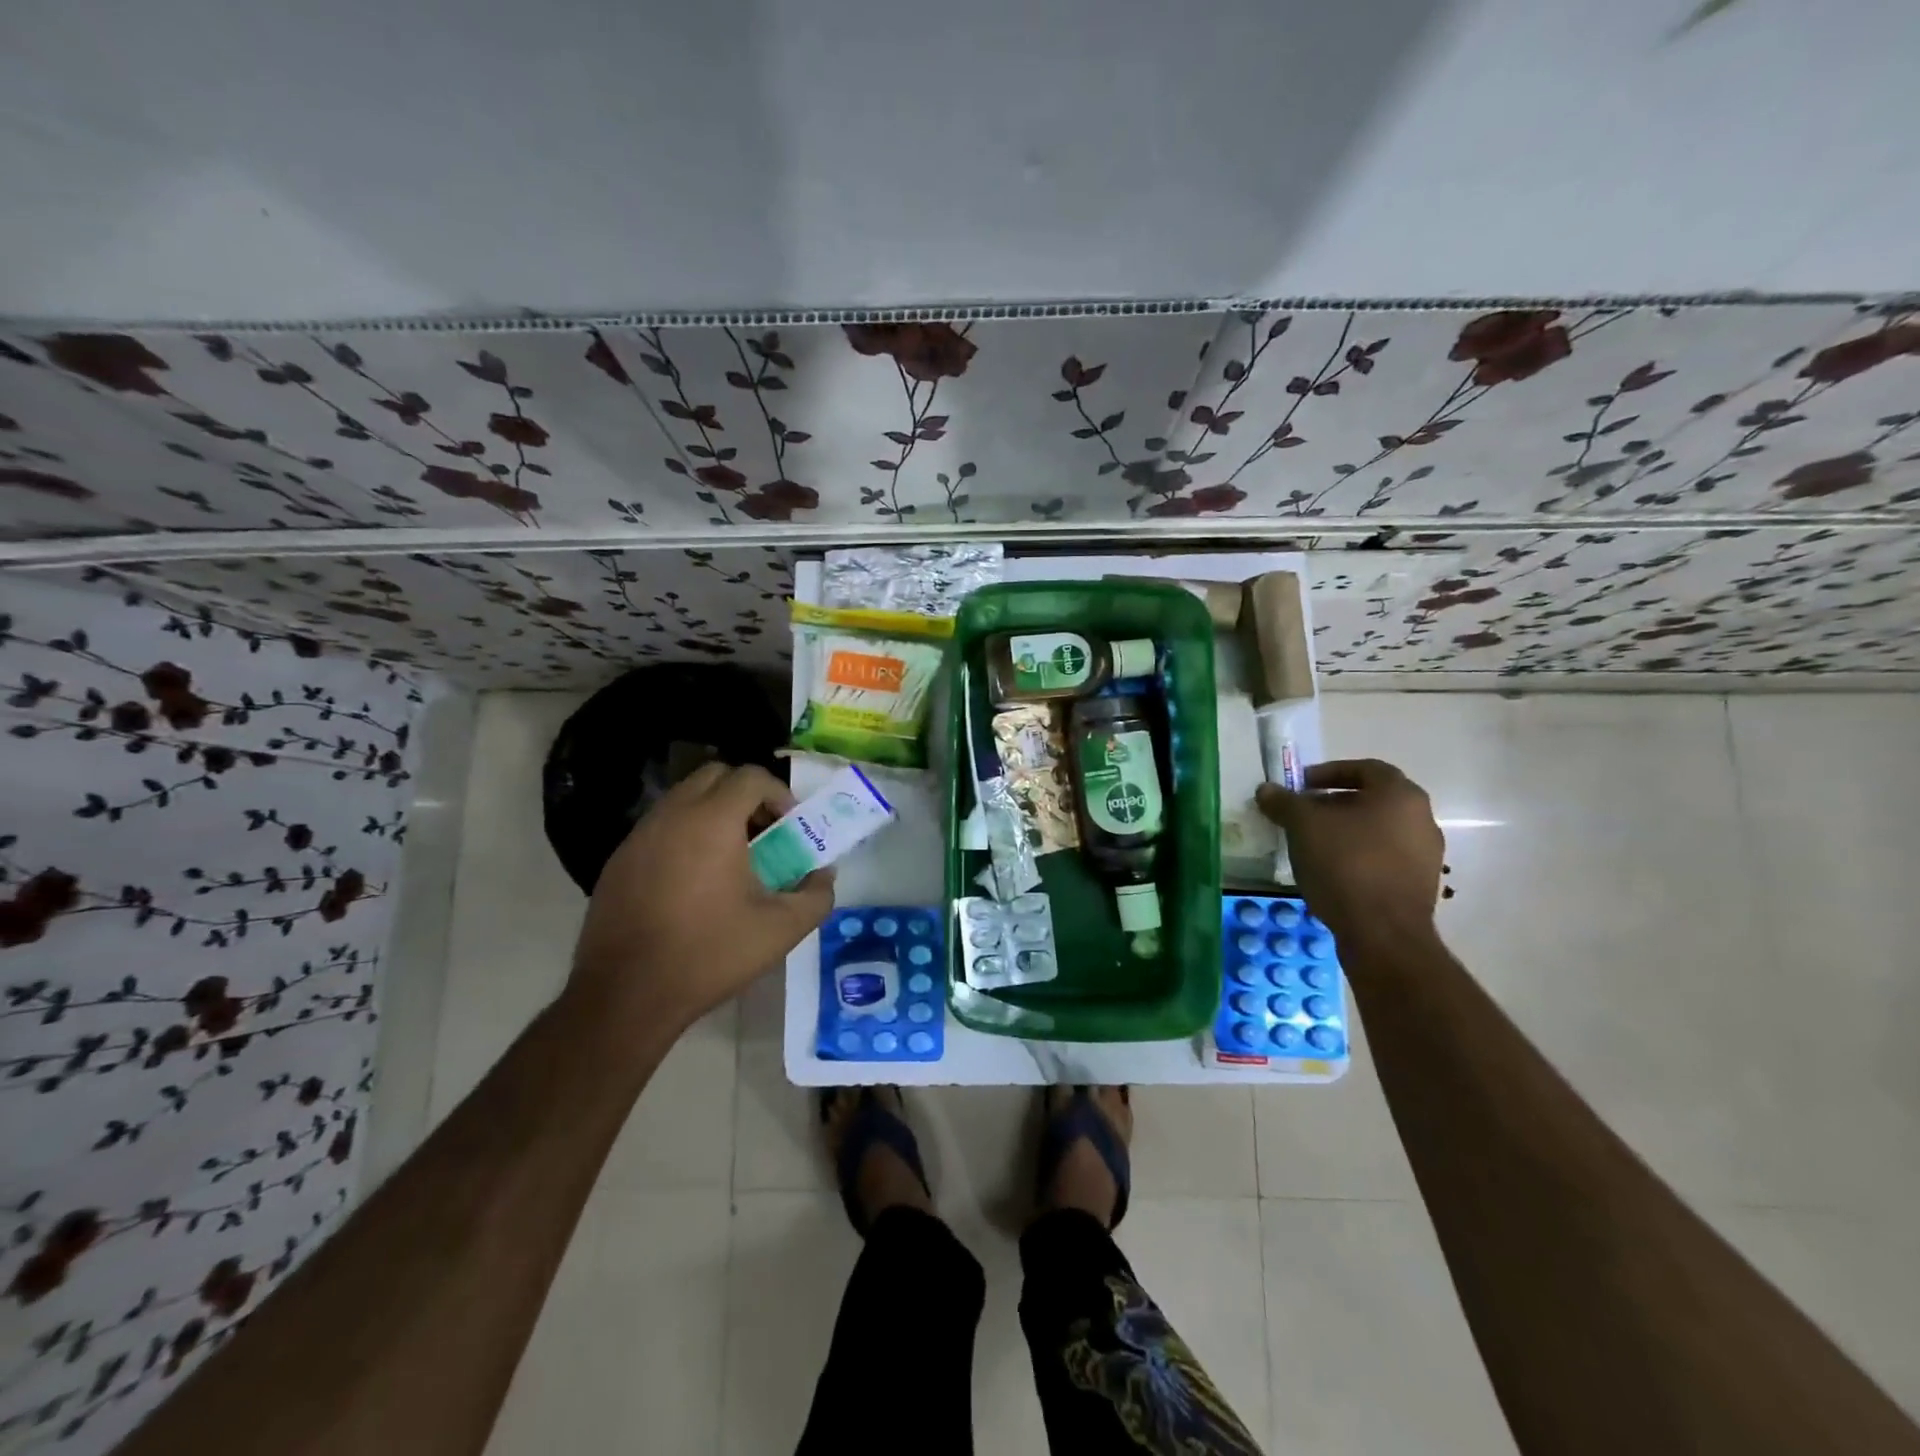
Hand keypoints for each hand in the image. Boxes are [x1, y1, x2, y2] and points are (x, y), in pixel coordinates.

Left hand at [567, 762, 833, 1034]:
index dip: (778, 793)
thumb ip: (816, 895)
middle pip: (714, 776)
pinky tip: (693, 882)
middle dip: (745, 794)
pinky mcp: (618, 861)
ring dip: (713, 813)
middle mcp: (672, 815)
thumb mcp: (781, 929)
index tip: (789, 827)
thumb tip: (823, 874)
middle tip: (763, 833)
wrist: (626, 995)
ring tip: (730, 858)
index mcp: (712, 821)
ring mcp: (639, 836)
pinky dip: (685, 835)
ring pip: (683, 799)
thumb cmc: (710, 953)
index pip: (750, 776)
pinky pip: (660, 827)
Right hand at [1256, 758, 1443, 950]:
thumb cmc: (1345, 864)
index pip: (1365, 768)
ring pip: (1377, 831)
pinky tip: (1330, 871)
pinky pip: (1383, 858)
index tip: (1300, 785)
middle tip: (1301, 814)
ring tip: (1311, 844)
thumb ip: (1284, 802)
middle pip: (1372, 800)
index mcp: (1400, 795)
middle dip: (1333, 803)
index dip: (1329, 772)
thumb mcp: (1303, 826)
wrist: (1383, 934)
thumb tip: (1267, 789)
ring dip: (1344, 832)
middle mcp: (1421, 819)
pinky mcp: (1419, 886)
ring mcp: (1425, 855)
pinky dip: (1357, 856)